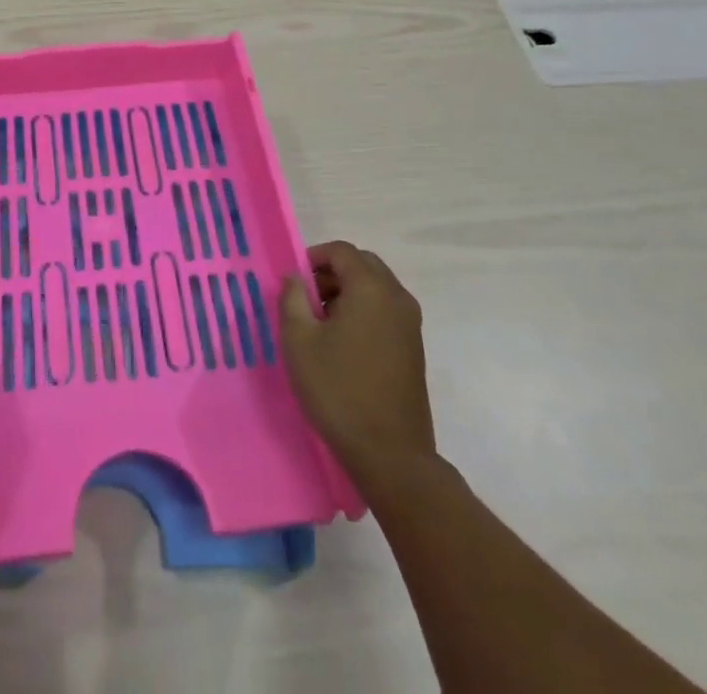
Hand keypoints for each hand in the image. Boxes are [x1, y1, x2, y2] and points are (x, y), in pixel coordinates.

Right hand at [280, 241, 436, 485]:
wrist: (391, 454)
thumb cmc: (339, 390)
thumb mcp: (299, 341)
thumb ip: (292, 299)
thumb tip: (294, 278)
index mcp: (371, 288)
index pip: (342, 251)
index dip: (314, 257)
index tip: (294, 282)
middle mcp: (397, 298)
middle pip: (363, 265)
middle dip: (332, 273)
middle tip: (306, 298)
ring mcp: (410, 324)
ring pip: (376, 288)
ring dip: (348, 293)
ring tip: (321, 324)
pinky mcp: (414, 348)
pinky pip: (386, 311)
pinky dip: (364, 312)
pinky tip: (343, 344)